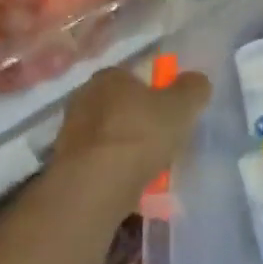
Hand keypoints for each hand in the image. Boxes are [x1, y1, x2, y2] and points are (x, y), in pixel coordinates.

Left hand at [45, 64, 211, 208]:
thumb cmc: (140, 134)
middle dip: (139, 122)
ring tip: (149, 170)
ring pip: (110, 137)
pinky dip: (114, 171)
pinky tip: (130, 185)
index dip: (155, 94)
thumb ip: (194, 88)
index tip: (170, 114)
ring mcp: (70, 133)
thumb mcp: (182, 106)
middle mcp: (84, 98)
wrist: (95, 186)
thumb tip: (196, 81)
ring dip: (127, 150)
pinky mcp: (66, 165)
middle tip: (162, 142)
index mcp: (109, 76)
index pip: (134, 78)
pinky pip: (99, 164)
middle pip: (121, 108)